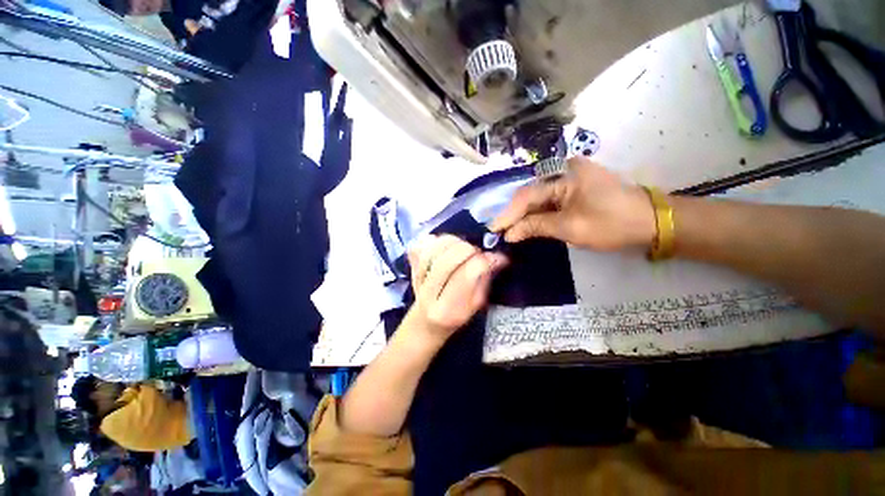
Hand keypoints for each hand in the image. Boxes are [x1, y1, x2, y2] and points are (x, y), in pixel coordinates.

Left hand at [407, 235, 508, 344]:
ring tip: (462, 248)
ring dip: (454, 242)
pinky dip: (435, 240)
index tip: (496, 257)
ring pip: (434, 248)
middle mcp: (428, 293)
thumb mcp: (476, 305)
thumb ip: (485, 280)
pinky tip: (445, 246)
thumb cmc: (455, 314)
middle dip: (468, 250)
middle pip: (447, 260)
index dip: (484, 261)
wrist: (425, 319)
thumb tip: (497, 256)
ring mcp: (415, 278)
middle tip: (476, 253)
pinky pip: (421, 244)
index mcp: (447, 310)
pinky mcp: (410, 265)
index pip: (466, 275)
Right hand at [491, 157, 655, 251]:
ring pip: (539, 198)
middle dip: (515, 214)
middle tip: (499, 231)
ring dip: (525, 215)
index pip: (527, 196)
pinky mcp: (576, 189)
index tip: (494, 229)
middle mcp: (565, 171)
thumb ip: (536, 227)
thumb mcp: (570, 228)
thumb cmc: (612, 224)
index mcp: (565, 175)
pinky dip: (539, 214)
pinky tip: (528, 224)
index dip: (508, 214)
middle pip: (531, 194)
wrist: (652, 223)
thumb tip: (509, 234)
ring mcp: (571, 179)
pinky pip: (550, 201)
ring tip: (509, 229)